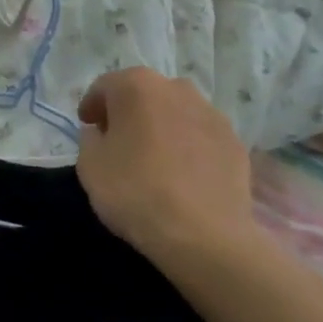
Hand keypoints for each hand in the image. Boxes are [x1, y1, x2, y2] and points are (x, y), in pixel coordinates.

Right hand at [76, 68, 257, 265]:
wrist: (204, 235)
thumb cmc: (136, 192)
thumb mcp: (90, 166)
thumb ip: (89, 139)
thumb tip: (100, 132)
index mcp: (136, 86)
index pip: (105, 87)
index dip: (92, 106)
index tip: (87, 126)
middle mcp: (176, 88)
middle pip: (144, 94)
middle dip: (129, 113)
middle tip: (118, 142)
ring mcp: (211, 113)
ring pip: (176, 113)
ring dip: (161, 127)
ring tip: (154, 160)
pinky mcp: (234, 141)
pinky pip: (201, 137)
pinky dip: (189, 147)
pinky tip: (183, 175)